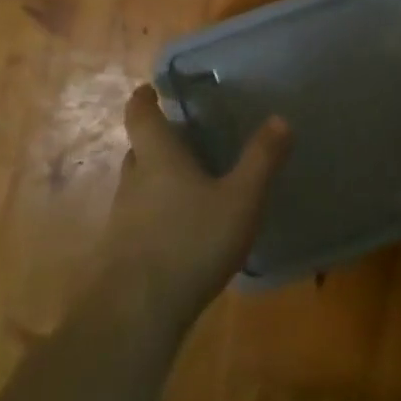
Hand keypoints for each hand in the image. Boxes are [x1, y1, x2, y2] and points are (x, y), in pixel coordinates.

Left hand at [104, 84, 289, 315]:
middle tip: (184, 138)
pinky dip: (156, 212)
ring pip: (137, 185)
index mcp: (159, 159)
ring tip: (188, 183)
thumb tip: (280, 118)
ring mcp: (122, 218)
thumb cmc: (192, 242)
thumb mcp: (241, 199)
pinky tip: (180, 230)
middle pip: (139, 150)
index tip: (149, 89)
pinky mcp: (121, 251)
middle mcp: (134, 181)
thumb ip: (261, 159)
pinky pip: (138, 218)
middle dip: (156, 140)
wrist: (137, 312)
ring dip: (156, 177)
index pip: (140, 116)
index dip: (143, 99)